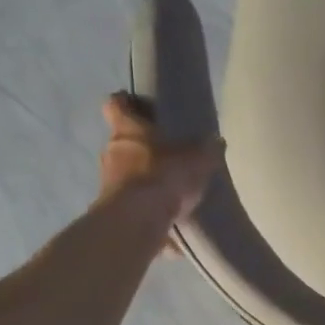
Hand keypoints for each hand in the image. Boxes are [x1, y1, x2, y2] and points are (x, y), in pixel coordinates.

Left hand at [98, 92, 223, 223]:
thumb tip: (217, 141)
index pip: (116, 105)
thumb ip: (207, 150)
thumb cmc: (163, 176)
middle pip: (122, 141)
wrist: (137, 220)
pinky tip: (164, 212)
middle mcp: (111, 150)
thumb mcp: (197, 160)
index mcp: (127, 129)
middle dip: (141, 146)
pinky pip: (130, 199)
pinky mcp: (112, 208)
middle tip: (165, 152)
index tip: (138, 105)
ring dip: (142, 176)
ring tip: (167, 186)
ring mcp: (107, 181)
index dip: (126, 103)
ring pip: (124, 171)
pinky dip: (144, 202)